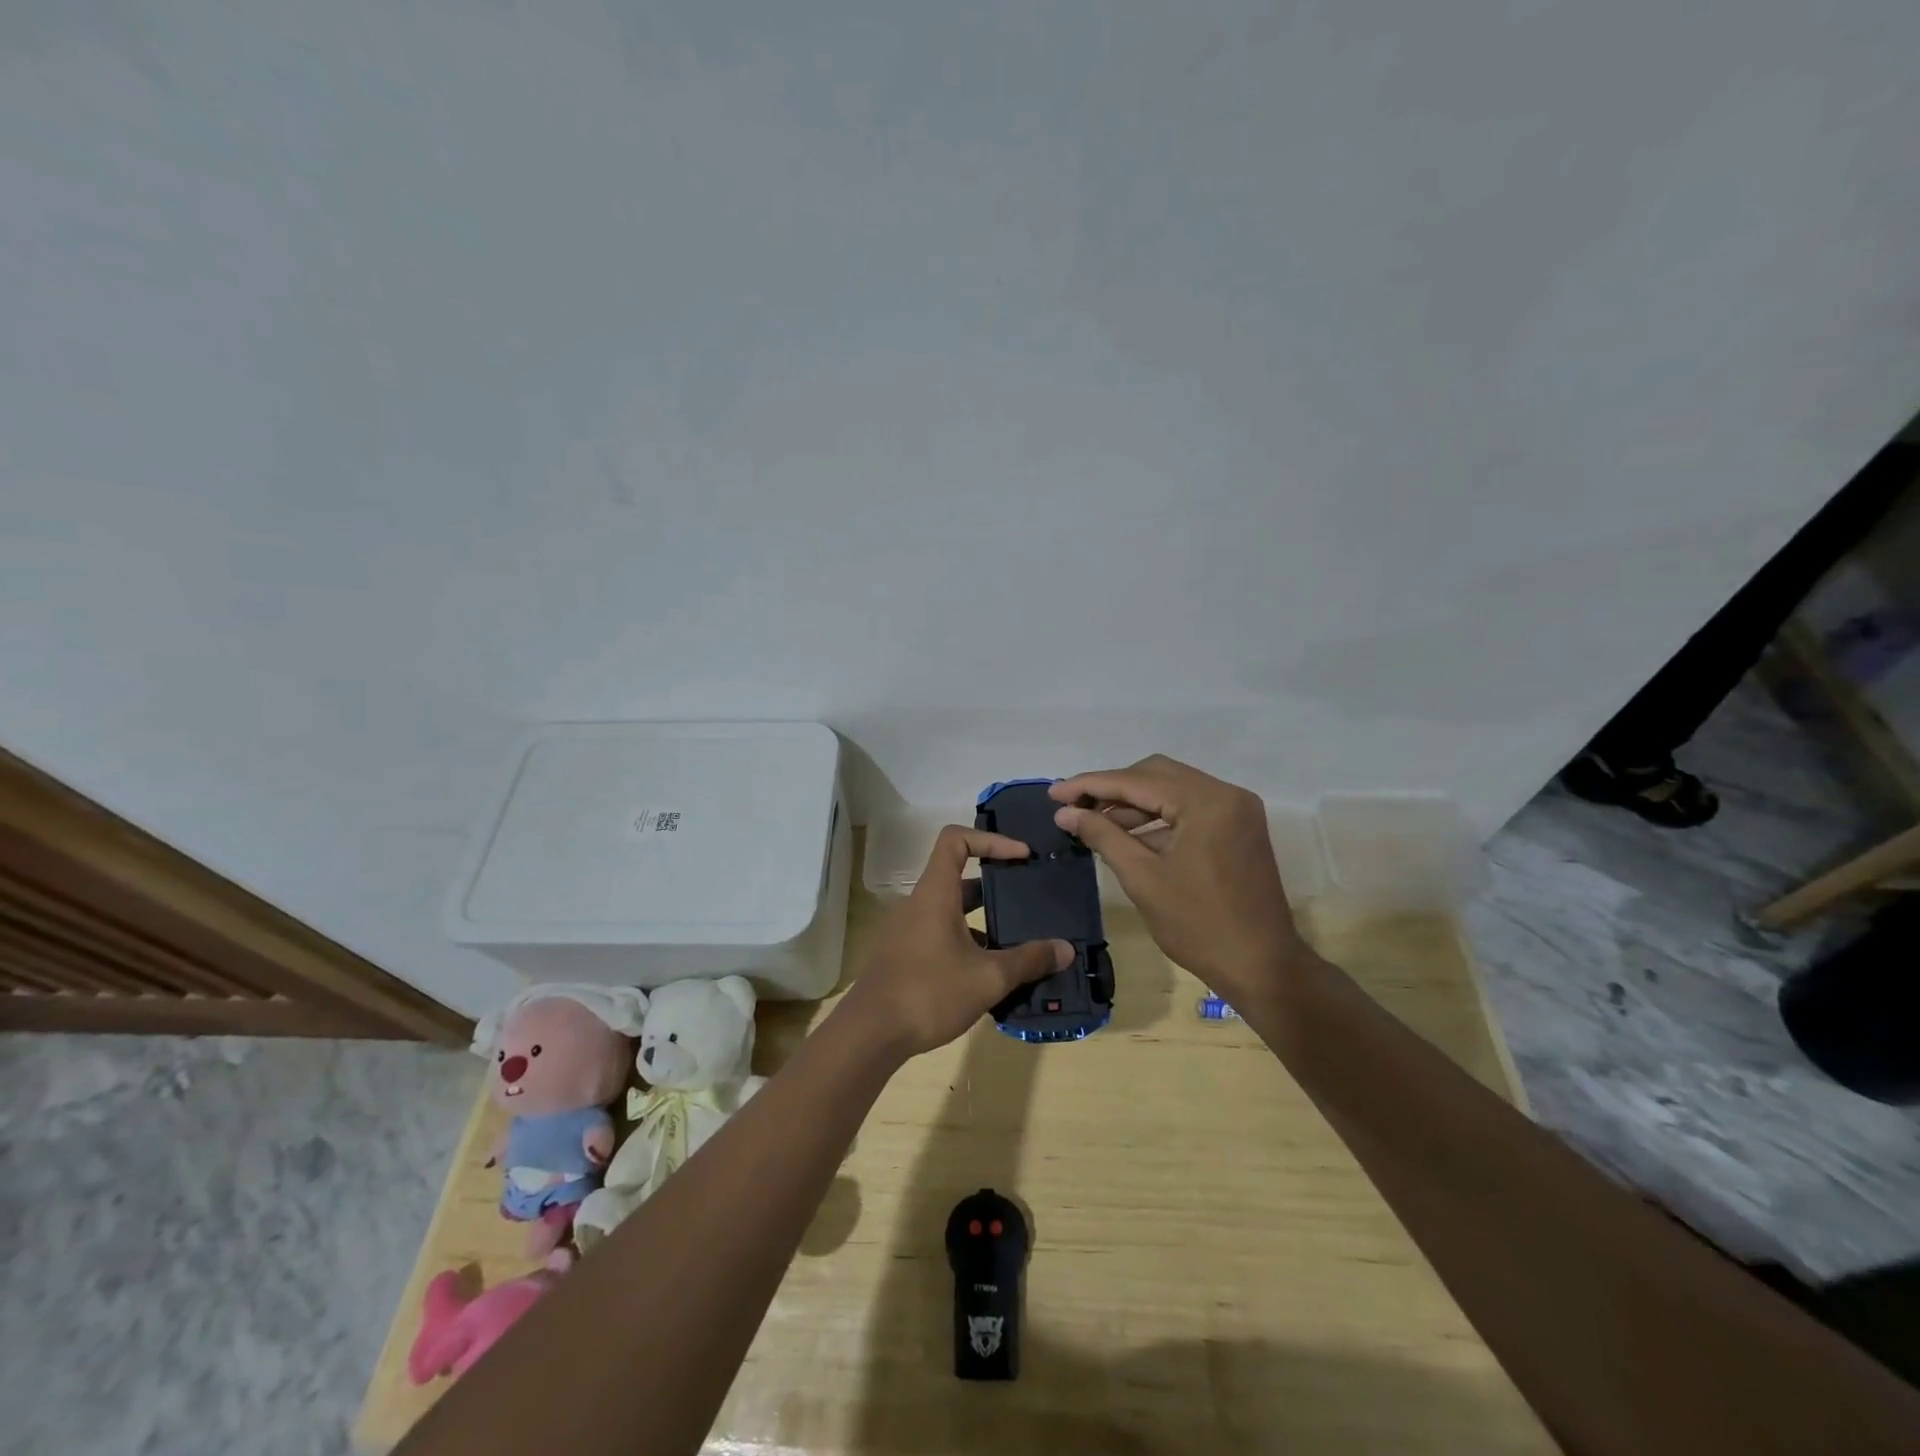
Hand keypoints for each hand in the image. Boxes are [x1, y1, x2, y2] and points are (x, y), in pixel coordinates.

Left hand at [840, 826, 1071, 1058]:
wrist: (869, 1034)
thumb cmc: (929, 993)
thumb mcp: (988, 978)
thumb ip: (1029, 960)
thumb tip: (1066, 949)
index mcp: (935, 893)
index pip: (956, 839)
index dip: (991, 840)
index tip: (1021, 857)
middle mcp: (918, 903)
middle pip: (958, 876)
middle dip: (996, 885)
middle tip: (1029, 899)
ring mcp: (907, 930)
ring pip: (951, 910)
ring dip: (983, 920)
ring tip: (1018, 941)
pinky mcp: (903, 955)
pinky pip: (940, 934)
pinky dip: (966, 942)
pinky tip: (989, 973)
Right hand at [1049, 755, 1314, 1006]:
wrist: (1262, 968)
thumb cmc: (1199, 926)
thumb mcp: (1143, 878)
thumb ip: (1103, 835)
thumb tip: (1065, 812)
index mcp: (1207, 801)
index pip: (1137, 781)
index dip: (1091, 785)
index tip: (1054, 793)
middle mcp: (1226, 794)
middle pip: (1156, 775)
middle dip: (1112, 789)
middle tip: (1073, 806)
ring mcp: (1236, 810)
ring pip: (1171, 789)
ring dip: (1132, 803)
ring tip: (1092, 821)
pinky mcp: (1237, 828)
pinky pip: (1188, 809)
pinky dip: (1156, 818)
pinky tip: (1125, 834)